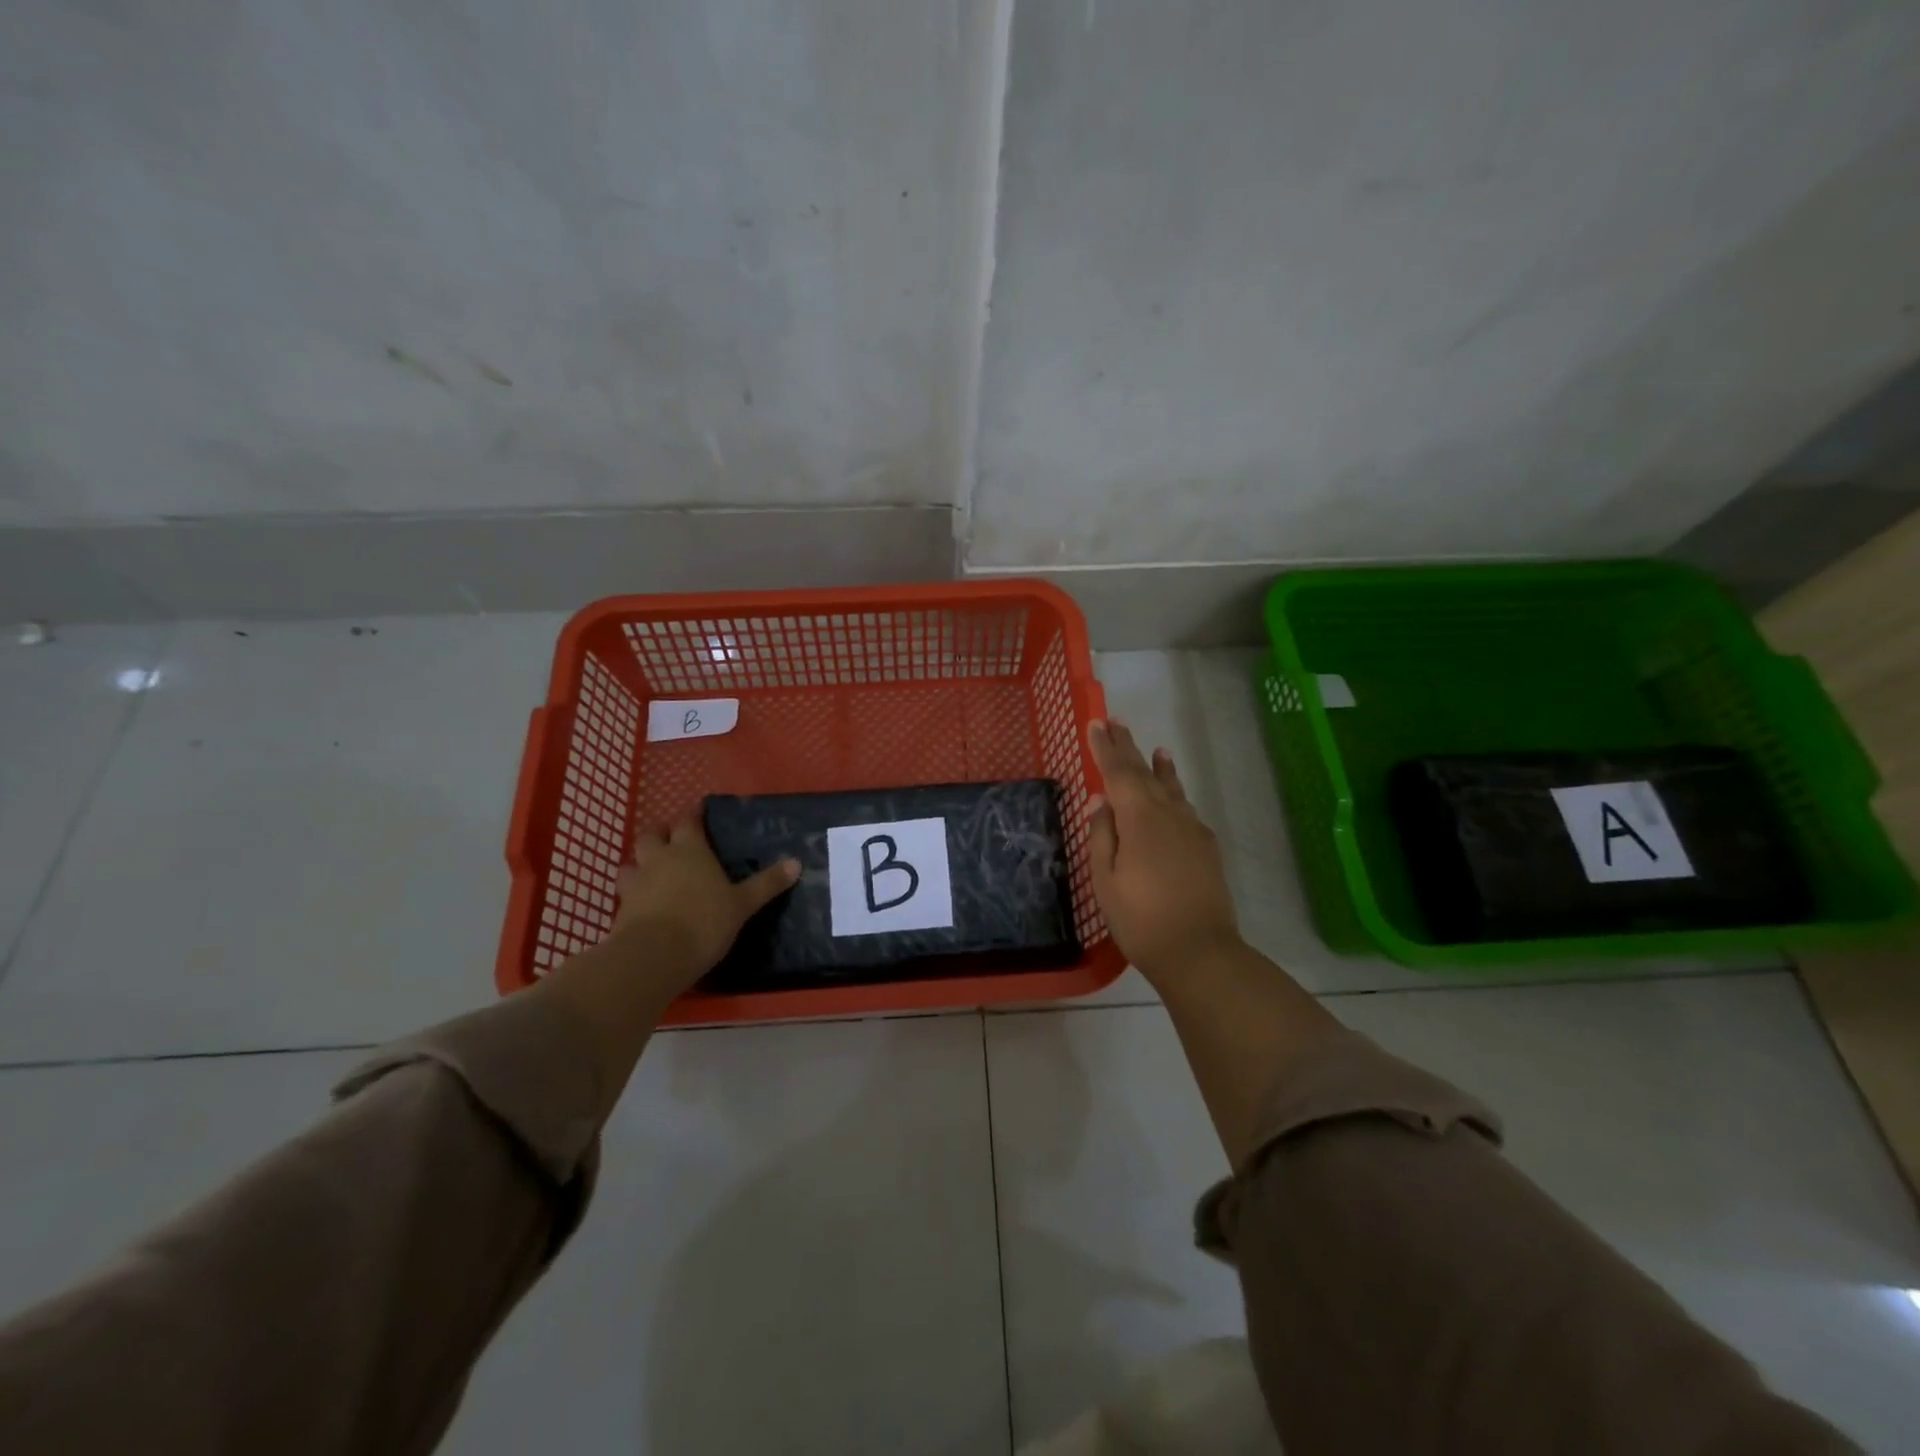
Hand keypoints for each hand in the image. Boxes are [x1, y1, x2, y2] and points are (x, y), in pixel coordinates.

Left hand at [612, 821, 799, 987]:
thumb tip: (796, 862)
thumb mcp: (742, 904)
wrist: (653, 957)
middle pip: (652, 835)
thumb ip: (766, 883)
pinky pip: (625, 893)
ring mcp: (636, 884)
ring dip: (640, 863)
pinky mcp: (620, 910)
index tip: (699, 810)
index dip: (693, 814)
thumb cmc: (703, 922)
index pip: (688, 821)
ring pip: (631, 862)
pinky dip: (633, 893)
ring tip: (652, 871)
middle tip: (673, 839)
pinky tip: (643, 903)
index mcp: (690, 850)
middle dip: (662, 833)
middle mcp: (659, 859)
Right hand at [1086, 719, 1241, 980]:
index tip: (1096, 723)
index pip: (1118, 772)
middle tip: (1116, 722)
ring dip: (1159, 767)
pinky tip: (1174, 796)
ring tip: (1158, 749)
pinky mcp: (1206, 847)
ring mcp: (1192, 830)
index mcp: (1139, 818)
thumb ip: (1101, 835)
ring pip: (1171, 789)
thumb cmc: (1141, 919)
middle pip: (1145, 773)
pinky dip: (1177, 792)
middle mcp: (1168, 814)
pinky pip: (1186, 808)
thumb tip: (1100, 801)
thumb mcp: (1106, 880)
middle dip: (1128, 748)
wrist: (1201, 952)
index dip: (1106, 748)